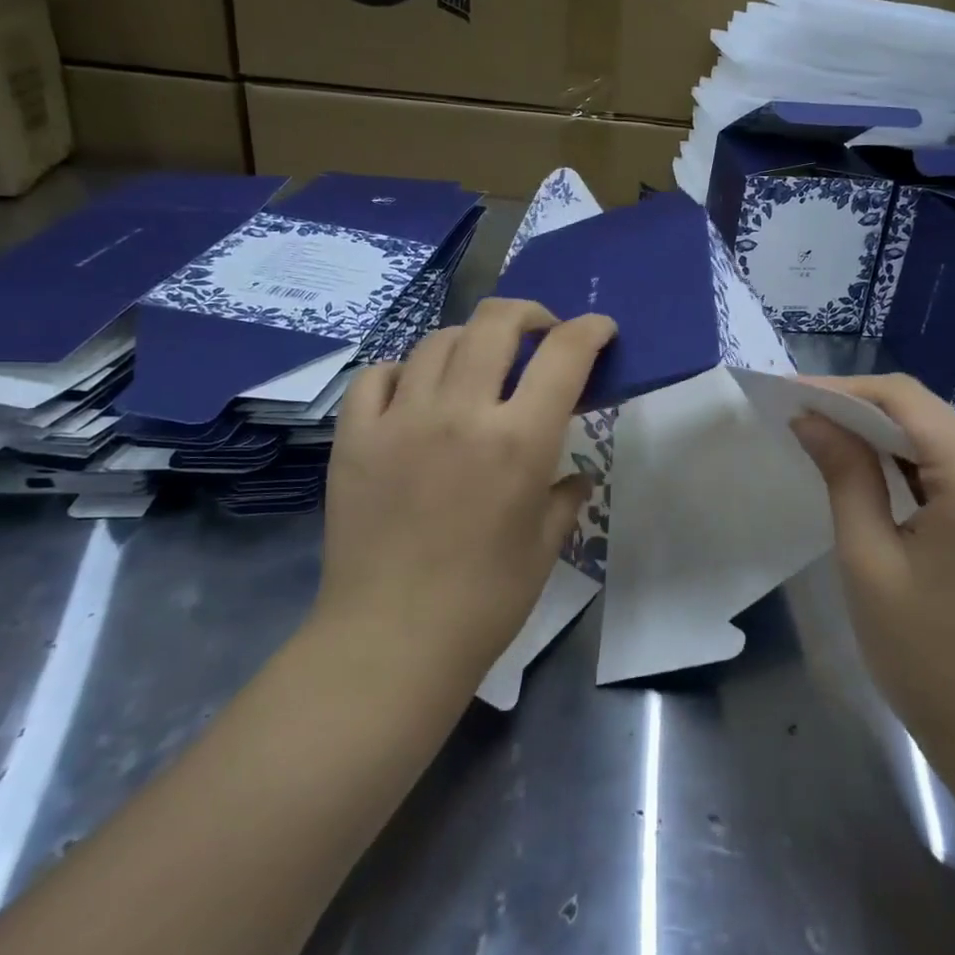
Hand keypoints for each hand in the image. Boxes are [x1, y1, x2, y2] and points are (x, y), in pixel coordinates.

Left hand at [317, 299, 616, 687]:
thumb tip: (573, 476)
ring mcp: (400, 419)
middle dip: (528, 314)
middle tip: (539, 334)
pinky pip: (378, 376)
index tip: (600, 330)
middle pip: (495, 322)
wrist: (391, 640)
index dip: (590, 330)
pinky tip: (415, 394)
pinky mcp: (355, 436)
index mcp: (519, 440)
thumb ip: (564, 496)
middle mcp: (460, 412)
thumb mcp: (545, 544)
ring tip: (478, 367)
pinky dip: (404, 373)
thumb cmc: (485, 599)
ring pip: (437, 341)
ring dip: (469, 342)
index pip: (564, 354)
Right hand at [790, 374, 954, 790]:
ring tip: (832, 444)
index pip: (905, 400)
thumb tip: (811, 419)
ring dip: (892, 440)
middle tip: (803, 422)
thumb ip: (845, 476)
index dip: (843, 390)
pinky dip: (924, 466)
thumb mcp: (870, 562)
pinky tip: (884, 477)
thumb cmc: (930, 660)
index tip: (790, 397)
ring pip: (950, 438)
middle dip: (864, 414)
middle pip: (931, 416)